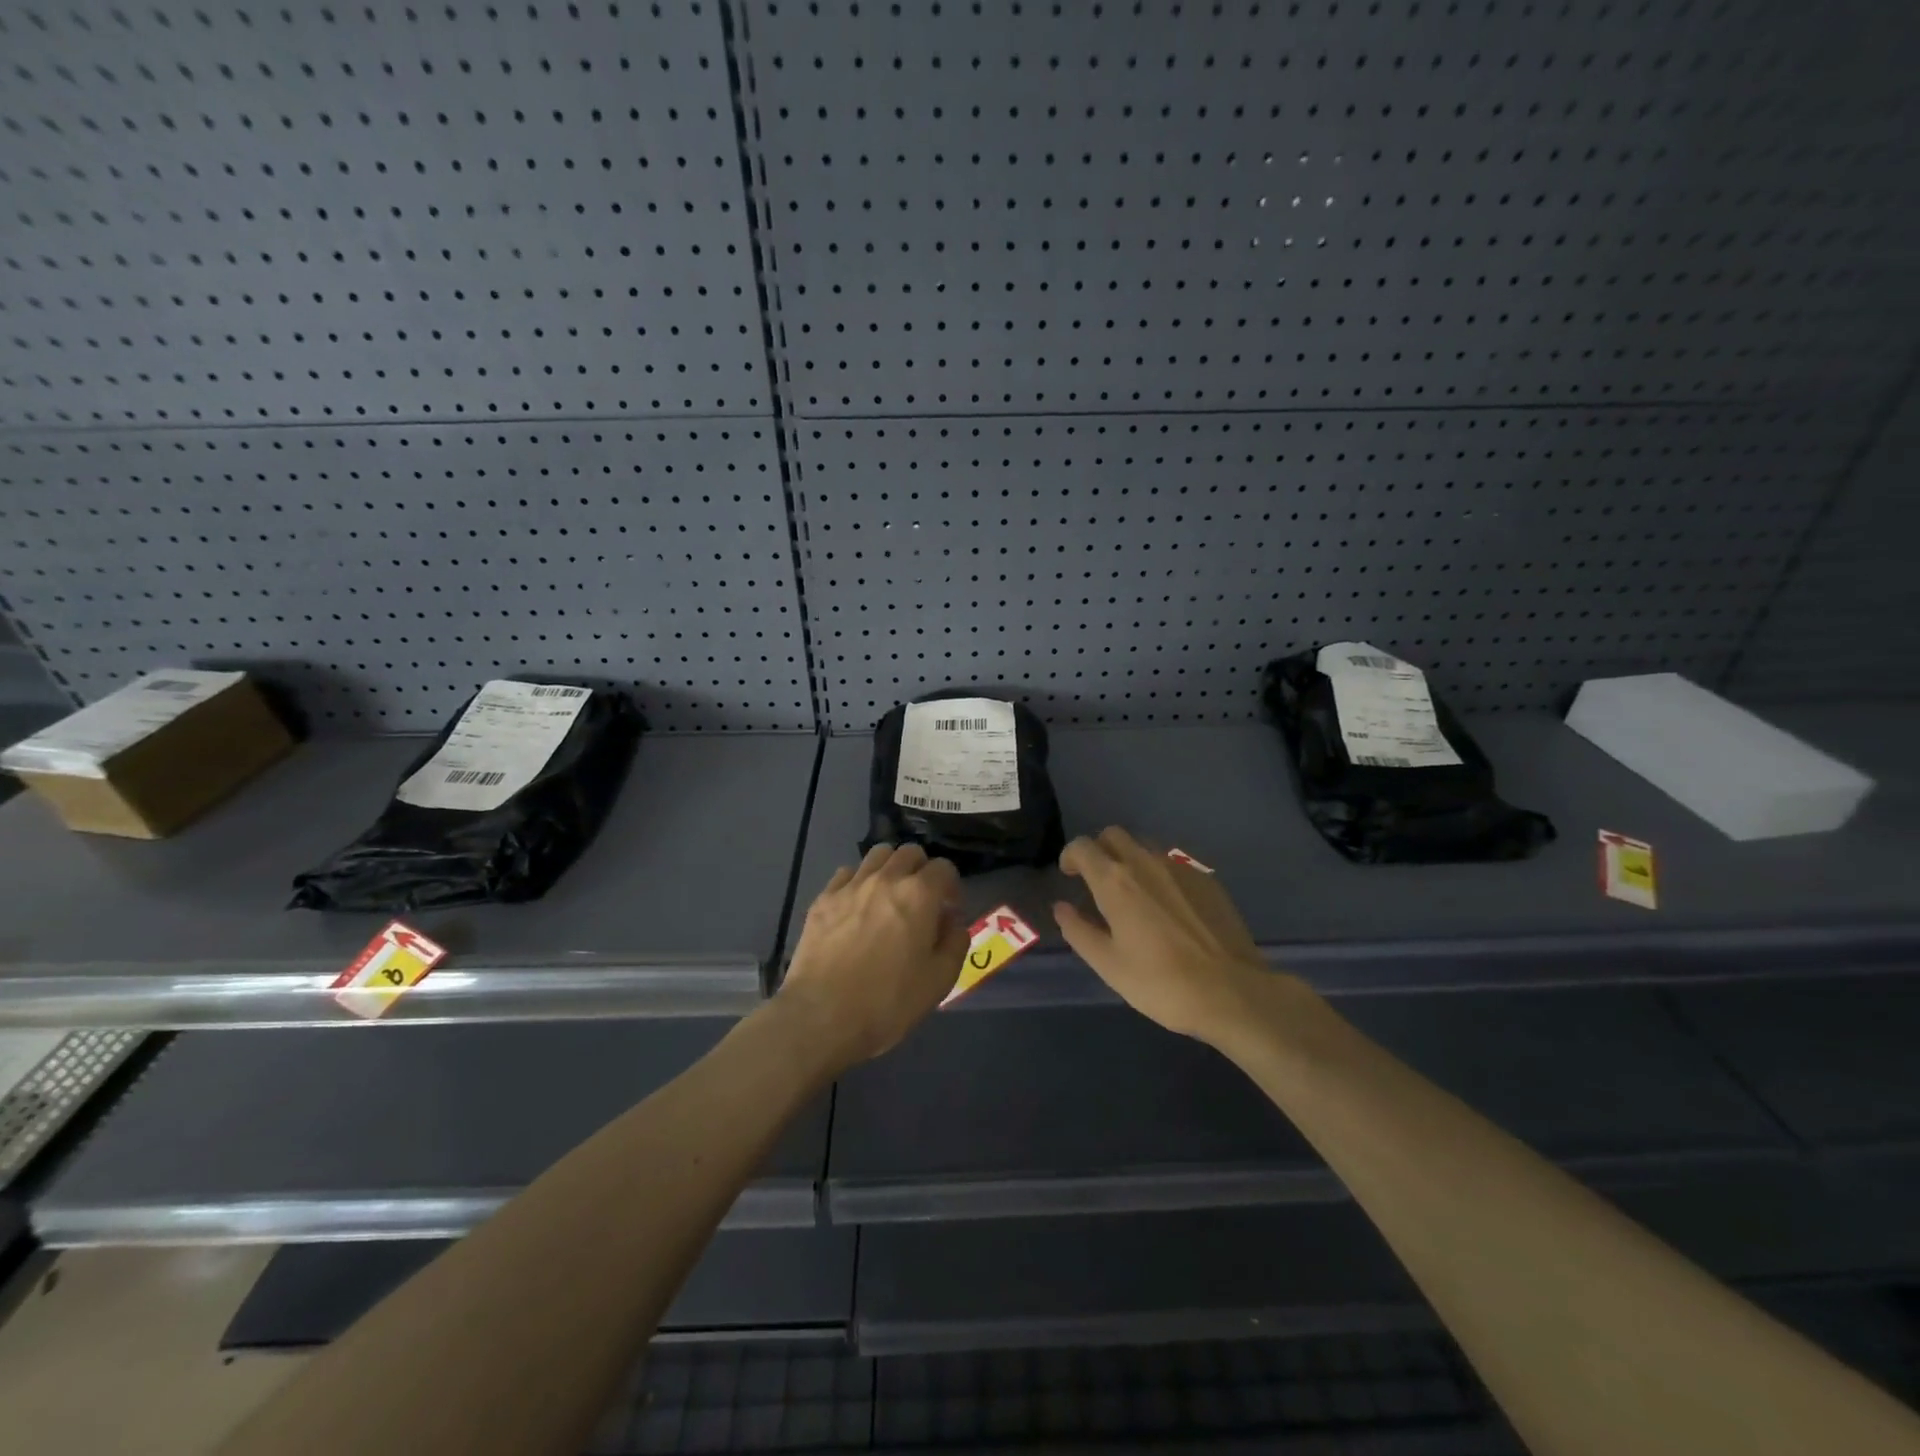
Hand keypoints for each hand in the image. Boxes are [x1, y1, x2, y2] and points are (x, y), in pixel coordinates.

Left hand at [777, 843, 966, 1067]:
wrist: (822, 1016)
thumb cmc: (888, 1002)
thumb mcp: (939, 980)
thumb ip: (955, 942)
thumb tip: (952, 921)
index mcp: (919, 895)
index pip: (944, 867)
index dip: (951, 886)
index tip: (949, 909)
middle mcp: (885, 879)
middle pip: (910, 852)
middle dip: (921, 870)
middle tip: (921, 900)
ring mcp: (850, 886)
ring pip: (877, 855)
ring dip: (890, 868)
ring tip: (889, 896)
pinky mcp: (823, 899)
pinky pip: (846, 873)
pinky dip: (858, 882)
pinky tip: (857, 906)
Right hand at [1053, 827, 1275, 1045]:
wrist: (1231, 992)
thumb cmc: (1160, 983)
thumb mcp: (1109, 965)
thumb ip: (1079, 931)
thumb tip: (1061, 908)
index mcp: (1115, 881)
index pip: (1082, 846)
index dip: (1070, 856)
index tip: (1069, 875)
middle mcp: (1145, 862)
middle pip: (1114, 835)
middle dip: (1100, 850)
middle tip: (1098, 880)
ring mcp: (1180, 867)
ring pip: (1145, 846)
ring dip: (1130, 858)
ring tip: (1133, 893)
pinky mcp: (1206, 879)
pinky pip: (1173, 863)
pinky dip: (1160, 873)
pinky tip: (1168, 906)